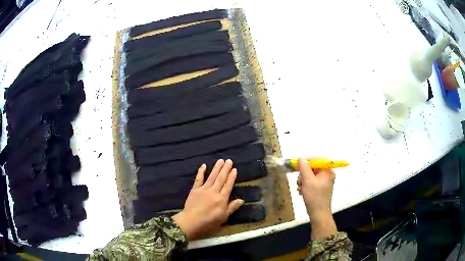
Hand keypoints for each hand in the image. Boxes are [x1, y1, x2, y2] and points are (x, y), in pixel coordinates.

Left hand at [172, 159, 243, 240]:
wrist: (192, 221)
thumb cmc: (209, 221)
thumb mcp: (224, 216)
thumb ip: (232, 207)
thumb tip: (242, 200)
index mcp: (222, 198)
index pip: (228, 185)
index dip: (232, 177)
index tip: (234, 169)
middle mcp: (214, 191)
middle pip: (221, 178)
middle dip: (225, 169)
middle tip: (229, 160)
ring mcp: (204, 189)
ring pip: (212, 176)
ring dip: (216, 168)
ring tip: (220, 160)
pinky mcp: (195, 189)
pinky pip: (199, 179)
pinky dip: (201, 172)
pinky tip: (204, 165)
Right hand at [297, 158, 337, 239]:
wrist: (318, 213)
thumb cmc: (314, 196)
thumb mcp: (307, 180)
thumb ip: (304, 167)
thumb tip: (301, 158)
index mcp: (327, 171)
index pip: (316, 160)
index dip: (306, 162)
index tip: (297, 167)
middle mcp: (327, 174)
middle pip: (312, 168)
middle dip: (304, 175)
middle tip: (300, 182)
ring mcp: (324, 182)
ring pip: (310, 175)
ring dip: (303, 181)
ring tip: (301, 188)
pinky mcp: (321, 188)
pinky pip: (311, 182)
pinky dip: (305, 185)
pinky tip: (302, 191)